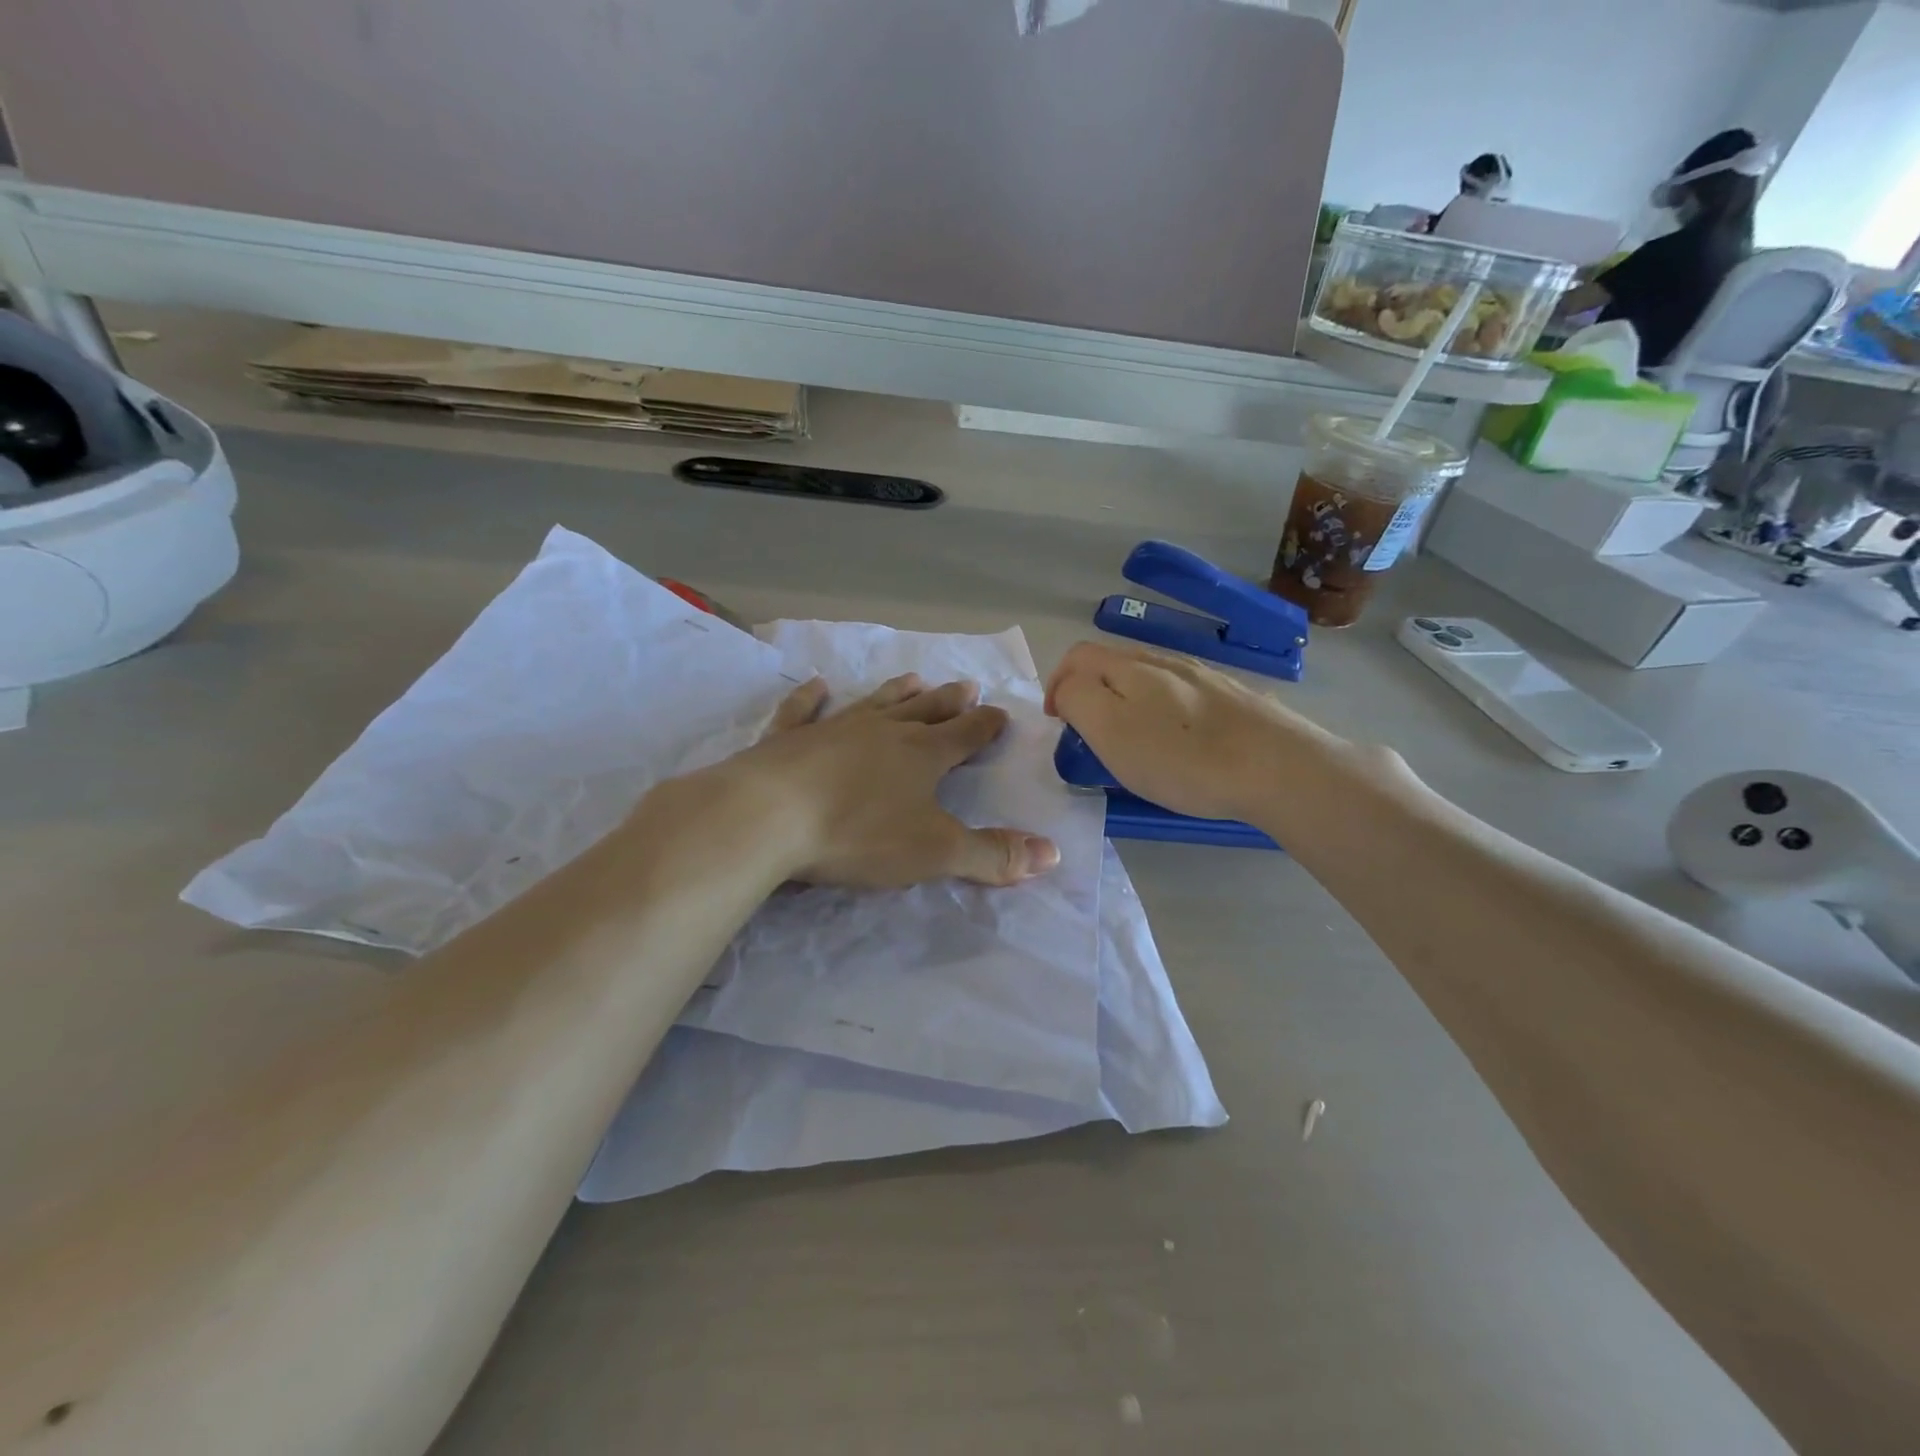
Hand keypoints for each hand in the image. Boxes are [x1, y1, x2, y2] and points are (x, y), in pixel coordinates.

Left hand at [713, 673, 1060, 889]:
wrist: (768, 817)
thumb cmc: (859, 834)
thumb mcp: (936, 852)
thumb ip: (993, 855)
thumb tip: (1053, 854)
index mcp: (921, 755)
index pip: (965, 735)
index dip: (985, 726)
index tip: (1000, 713)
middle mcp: (882, 732)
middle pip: (924, 712)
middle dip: (949, 702)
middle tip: (967, 685)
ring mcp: (832, 729)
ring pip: (874, 704)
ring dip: (896, 692)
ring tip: (915, 677)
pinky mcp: (787, 739)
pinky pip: (801, 711)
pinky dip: (810, 697)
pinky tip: (817, 685)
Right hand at [1044, 641, 1350, 822]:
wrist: (1278, 767)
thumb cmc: (1182, 757)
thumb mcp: (1110, 730)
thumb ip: (1077, 700)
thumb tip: (1068, 689)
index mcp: (1129, 666)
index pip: (1077, 656)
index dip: (1057, 683)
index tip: (1057, 722)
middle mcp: (1164, 660)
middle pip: (1112, 662)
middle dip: (1090, 690)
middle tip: (1089, 733)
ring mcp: (1202, 676)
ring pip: (1148, 678)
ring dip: (1126, 700)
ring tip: (1131, 739)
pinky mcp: (1232, 697)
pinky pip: (1181, 695)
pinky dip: (1162, 711)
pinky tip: (1178, 740)